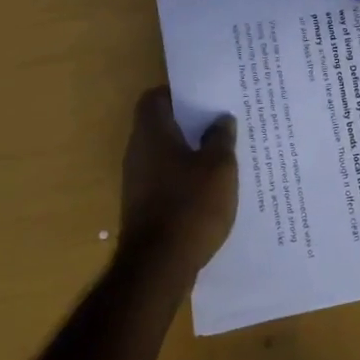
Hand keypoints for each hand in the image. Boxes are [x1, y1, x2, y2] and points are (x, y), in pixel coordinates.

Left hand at [118, 88, 238, 277]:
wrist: (158, 266)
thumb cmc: (191, 205)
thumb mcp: (219, 167)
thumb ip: (220, 138)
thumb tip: (220, 119)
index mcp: (152, 133)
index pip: (155, 98)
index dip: (178, 93)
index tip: (205, 96)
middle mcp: (138, 152)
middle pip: (160, 125)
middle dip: (190, 122)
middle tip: (221, 121)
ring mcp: (137, 182)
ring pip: (165, 154)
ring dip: (189, 151)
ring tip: (222, 152)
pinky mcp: (143, 206)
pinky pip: (166, 179)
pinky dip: (185, 177)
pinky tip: (210, 186)